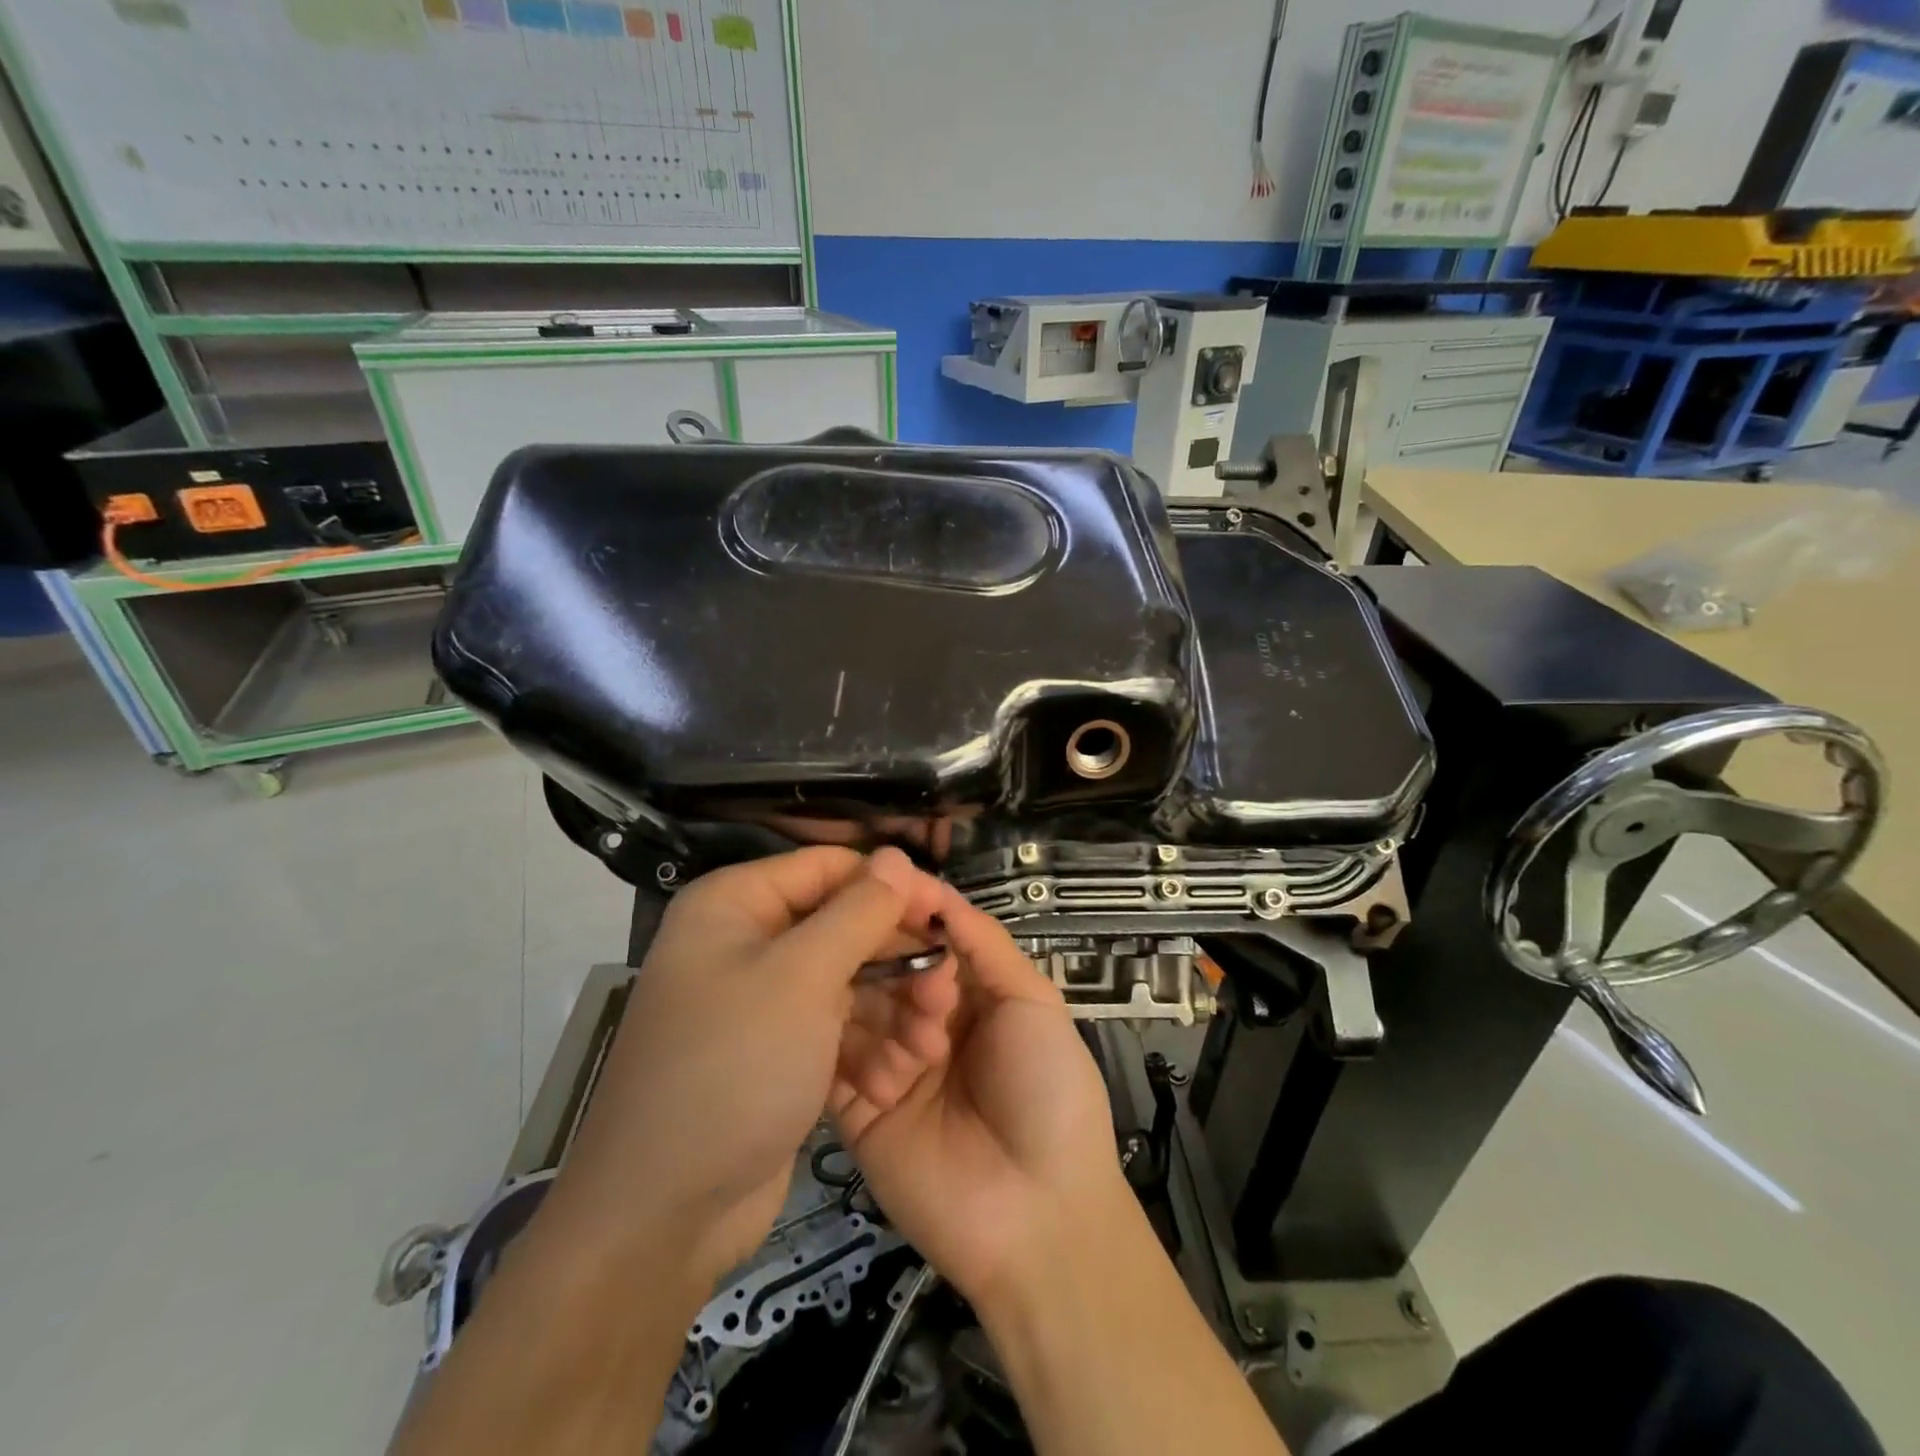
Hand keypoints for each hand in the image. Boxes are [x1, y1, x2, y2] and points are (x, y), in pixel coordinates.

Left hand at [538, 846, 954, 1292]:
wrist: (663, 1215)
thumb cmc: (732, 1069)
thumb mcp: (801, 978)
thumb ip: (857, 912)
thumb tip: (897, 856)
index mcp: (737, 903)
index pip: (831, 867)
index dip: (891, 885)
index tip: (946, 916)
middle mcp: (748, 940)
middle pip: (844, 923)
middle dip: (897, 956)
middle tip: (945, 991)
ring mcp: (764, 998)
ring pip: (848, 977)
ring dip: (893, 1005)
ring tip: (932, 1040)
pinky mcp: (780, 1048)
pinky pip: (837, 1023)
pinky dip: (868, 1041)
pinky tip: (899, 1072)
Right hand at [830, 887, 1128, 1307]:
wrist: (1039, 1214)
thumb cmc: (1048, 1091)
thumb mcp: (1034, 1003)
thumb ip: (984, 943)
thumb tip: (936, 892)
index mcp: (965, 993)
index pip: (924, 936)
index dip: (908, 911)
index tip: (884, 885)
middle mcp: (920, 1020)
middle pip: (884, 967)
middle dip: (894, 961)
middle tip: (908, 976)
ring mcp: (886, 1063)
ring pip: (857, 1008)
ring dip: (883, 1013)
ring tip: (923, 1044)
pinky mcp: (856, 1110)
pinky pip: (835, 1064)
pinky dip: (849, 1053)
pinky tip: (882, 1066)